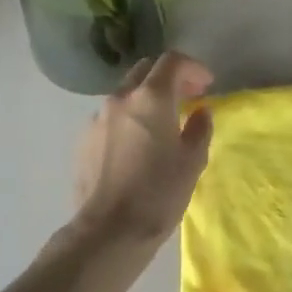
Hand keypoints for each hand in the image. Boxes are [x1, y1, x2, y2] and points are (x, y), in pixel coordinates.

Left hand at [72, 52, 214, 244]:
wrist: (108, 230)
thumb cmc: (158, 193)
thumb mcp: (192, 161)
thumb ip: (199, 128)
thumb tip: (200, 112)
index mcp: (151, 98)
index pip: (172, 61)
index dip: (193, 67)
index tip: (207, 85)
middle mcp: (121, 98)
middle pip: (146, 70)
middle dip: (169, 78)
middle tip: (187, 98)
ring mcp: (98, 117)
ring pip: (126, 94)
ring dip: (147, 99)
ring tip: (162, 125)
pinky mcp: (84, 139)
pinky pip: (111, 117)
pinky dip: (129, 119)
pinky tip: (137, 146)